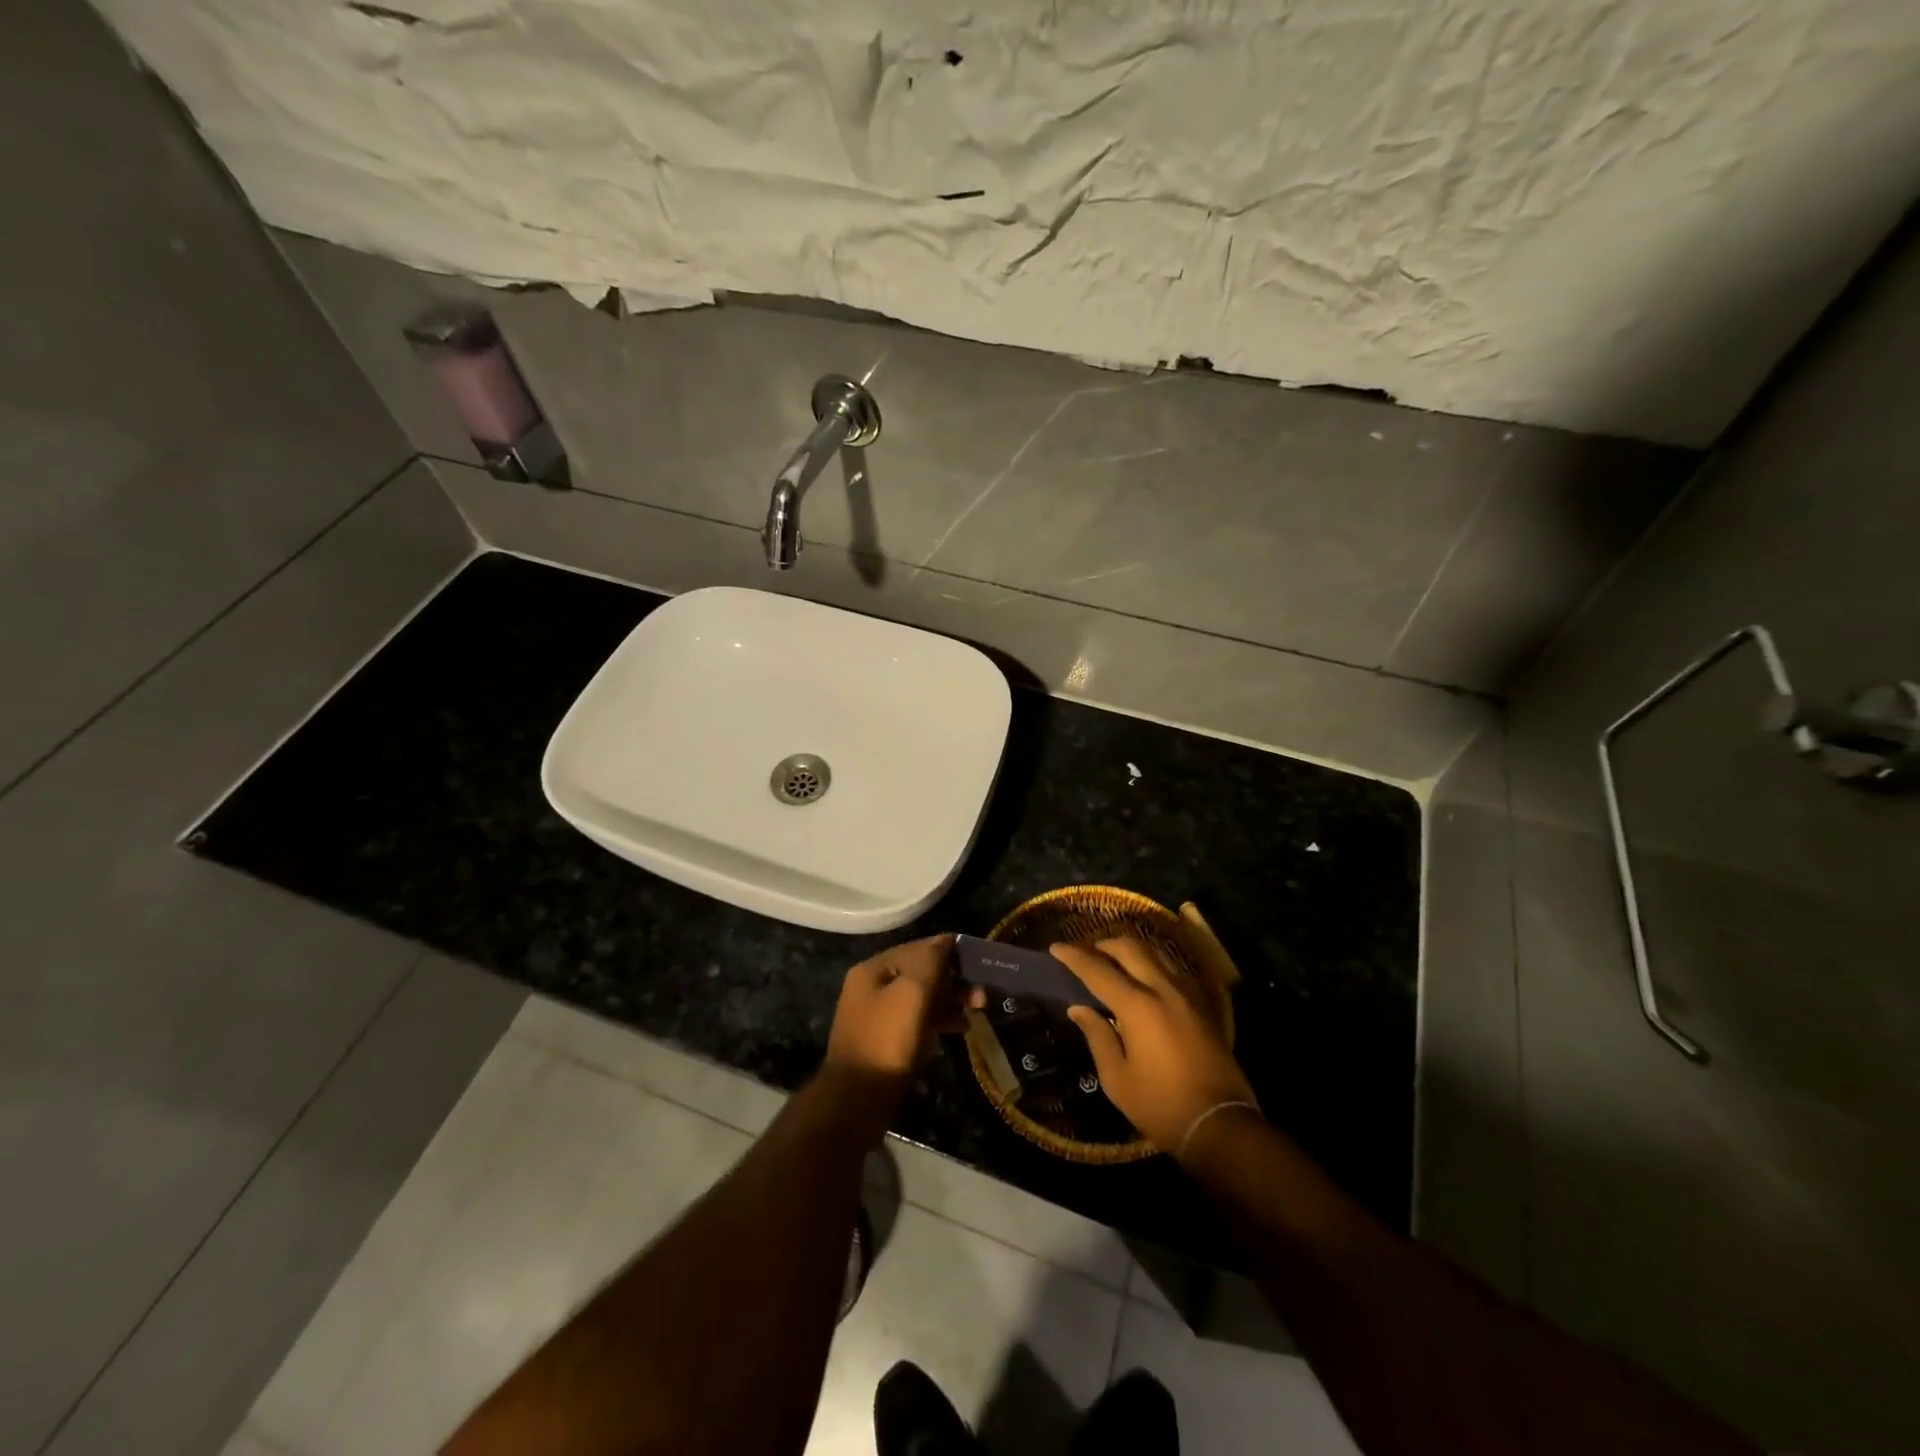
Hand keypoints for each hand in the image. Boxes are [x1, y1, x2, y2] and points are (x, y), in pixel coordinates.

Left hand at [825, 934, 977, 1088]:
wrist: (857, 1101)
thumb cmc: (887, 1041)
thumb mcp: (912, 993)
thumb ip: (930, 961)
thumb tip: (946, 940)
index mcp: (873, 969)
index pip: (917, 948)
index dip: (949, 953)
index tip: (979, 964)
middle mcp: (871, 988)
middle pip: (920, 974)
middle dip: (952, 982)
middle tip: (981, 998)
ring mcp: (877, 1017)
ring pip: (920, 999)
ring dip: (949, 1002)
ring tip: (975, 1013)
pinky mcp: (885, 1043)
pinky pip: (916, 1022)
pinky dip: (937, 1022)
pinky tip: (958, 1031)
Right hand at [1056, 937, 1258, 1157]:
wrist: (1220, 1124)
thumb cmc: (1161, 1105)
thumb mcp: (1117, 1078)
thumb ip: (1097, 1036)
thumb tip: (1079, 1008)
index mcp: (1138, 1006)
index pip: (1098, 970)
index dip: (1074, 957)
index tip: (1056, 947)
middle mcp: (1163, 990)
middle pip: (1131, 949)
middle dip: (1104, 944)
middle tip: (1086, 952)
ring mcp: (1188, 995)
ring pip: (1156, 954)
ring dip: (1131, 951)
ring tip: (1114, 962)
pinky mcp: (1204, 1006)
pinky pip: (1173, 970)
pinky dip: (1153, 965)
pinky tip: (1145, 980)